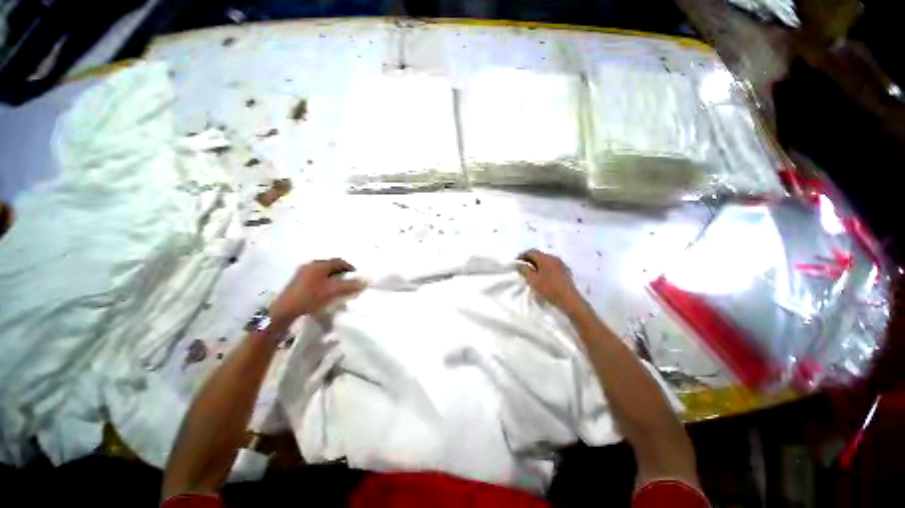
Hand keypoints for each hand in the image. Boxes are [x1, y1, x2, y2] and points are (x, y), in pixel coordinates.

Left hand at [269, 258, 364, 323]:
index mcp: (319, 264)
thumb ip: (350, 285)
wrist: (284, 310)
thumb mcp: (332, 291)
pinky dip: (325, 281)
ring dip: (334, 277)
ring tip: (338, 287)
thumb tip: (364, 281)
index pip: (340, 262)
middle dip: (342, 273)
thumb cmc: (310, 297)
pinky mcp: (298, 280)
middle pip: (332, 265)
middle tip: (349, 282)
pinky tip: (326, 290)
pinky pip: (317, 276)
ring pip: (324, 271)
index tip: (356, 277)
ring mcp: (303, 271)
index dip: (350, 268)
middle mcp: (311, 264)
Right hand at [517, 249, 583, 311]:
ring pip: (546, 260)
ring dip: (538, 264)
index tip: (516, 262)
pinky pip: (552, 265)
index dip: (522, 255)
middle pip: (539, 255)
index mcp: (545, 258)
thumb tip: (519, 264)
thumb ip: (524, 270)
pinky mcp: (565, 271)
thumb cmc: (549, 288)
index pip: (531, 251)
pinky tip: (543, 276)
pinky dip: (545, 268)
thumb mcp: (532, 280)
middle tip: (523, 267)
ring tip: (532, 272)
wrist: (569, 299)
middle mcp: (554, 257)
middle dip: (530, 259)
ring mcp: (561, 264)